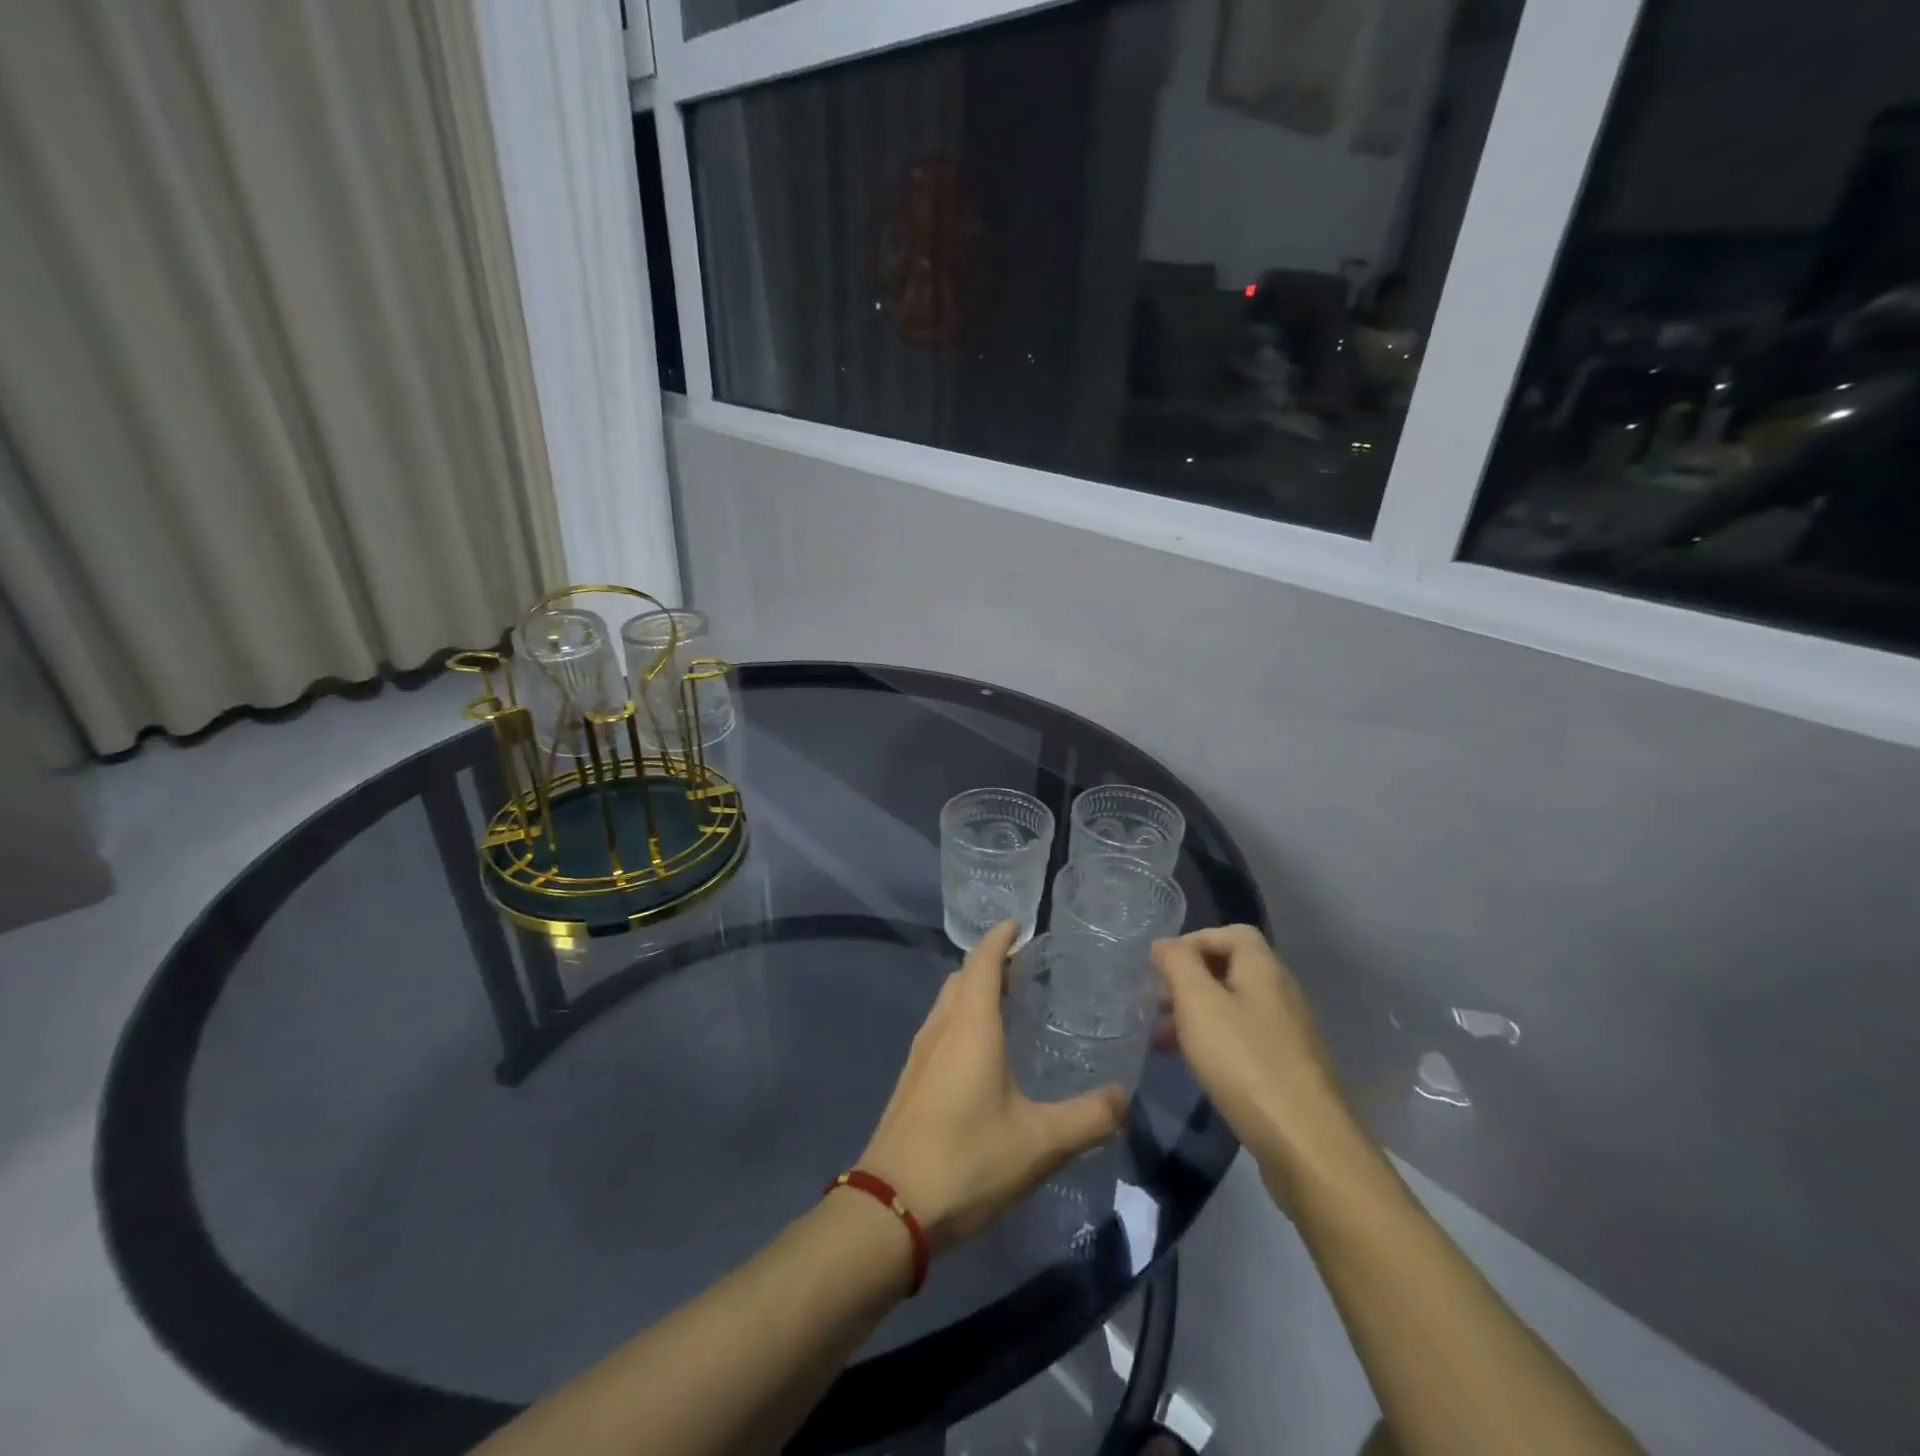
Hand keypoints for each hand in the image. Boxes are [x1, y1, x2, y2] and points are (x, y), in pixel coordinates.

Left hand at [858, 922, 1126, 1252]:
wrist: (892, 1209)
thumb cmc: (968, 1160)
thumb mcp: (1040, 1143)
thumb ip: (1088, 1118)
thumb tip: (1124, 1097)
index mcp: (970, 1026)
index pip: (983, 962)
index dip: (1000, 938)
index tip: (1021, 924)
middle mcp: (942, 1028)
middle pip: (963, 977)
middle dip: (991, 963)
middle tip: (1027, 966)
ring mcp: (920, 1054)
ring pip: (947, 1003)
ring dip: (974, 991)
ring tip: (1009, 1002)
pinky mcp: (911, 1080)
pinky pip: (940, 1029)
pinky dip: (962, 1019)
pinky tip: (982, 1052)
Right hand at [1151, 925, 1357, 1203]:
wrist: (1307, 1145)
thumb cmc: (1245, 1062)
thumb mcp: (1198, 1004)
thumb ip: (1178, 965)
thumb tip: (1165, 944)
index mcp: (1264, 970)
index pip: (1231, 933)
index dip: (1194, 941)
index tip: (1161, 967)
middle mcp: (1281, 994)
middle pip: (1231, 969)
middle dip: (1189, 980)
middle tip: (1156, 1004)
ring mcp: (1288, 1034)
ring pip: (1234, 1007)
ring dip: (1197, 1015)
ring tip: (1164, 1040)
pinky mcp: (1288, 1070)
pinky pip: (1244, 1040)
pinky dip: (1215, 1043)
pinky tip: (1196, 1067)